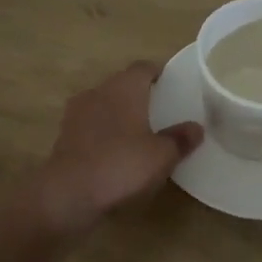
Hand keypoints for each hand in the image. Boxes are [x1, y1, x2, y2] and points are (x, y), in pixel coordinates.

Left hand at [30, 62, 202, 236]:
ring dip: (119, 114)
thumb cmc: (121, 165)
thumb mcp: (161, 156)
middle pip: (122, 84)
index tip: (171, 84)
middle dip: (139, 94)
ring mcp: (77, 113)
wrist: (68, 193)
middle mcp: (98, 92)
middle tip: (160, 110)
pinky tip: (115, 151)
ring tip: (139, 132)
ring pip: (104, 104)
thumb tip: (196, 128)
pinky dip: (104, 132)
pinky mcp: (65, 136)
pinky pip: (91, 126)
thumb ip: (180, 139)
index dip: (158, 73)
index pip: (143, 68)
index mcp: (124, 87)